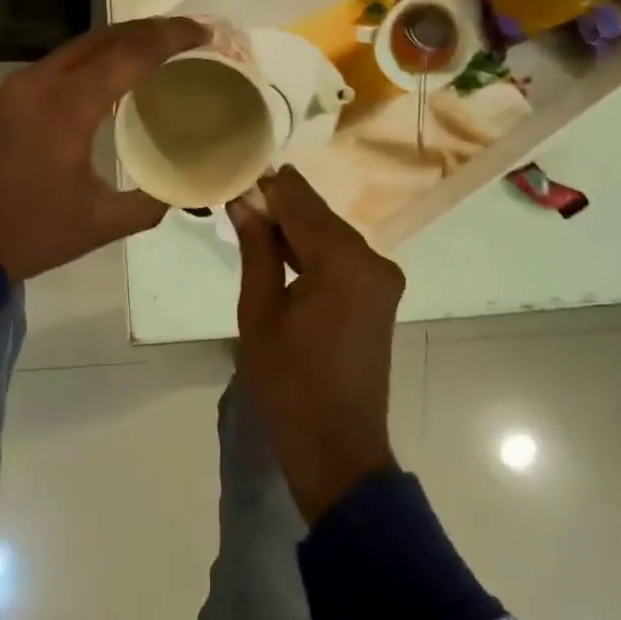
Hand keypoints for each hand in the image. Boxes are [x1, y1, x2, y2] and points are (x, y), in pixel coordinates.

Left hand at [0, 16, 208, 281]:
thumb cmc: (32, 232)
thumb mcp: (102, 223)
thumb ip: (151, 201)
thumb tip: (184, 189)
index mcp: (67, 106)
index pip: (129, 55)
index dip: (171, 38)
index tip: (204, 32)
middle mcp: (40, 82)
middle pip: (103, 38)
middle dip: (148, 29)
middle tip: (187, 34)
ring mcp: (17, 86)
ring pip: (78, 47)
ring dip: (119, 42)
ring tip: (156, 49)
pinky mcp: (5, 97)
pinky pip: (58, 65)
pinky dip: (92, 60)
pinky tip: (111, 75)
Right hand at [228, 166, 406, 523]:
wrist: (337, 447)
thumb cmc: (288, 383)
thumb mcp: (259, 313)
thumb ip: (256, 250)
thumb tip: (245, 202)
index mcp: (344, 261)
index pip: (301, 204)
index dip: (269, 186)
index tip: (238, 172)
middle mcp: (372, 259)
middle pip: (320, 216)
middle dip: (281, 205)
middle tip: (239, 195)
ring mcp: (382, 278)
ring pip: (331, 235)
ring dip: (295, 227)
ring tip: (251, 218)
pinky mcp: (379, 294)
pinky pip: (341, 257)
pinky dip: (312, 250)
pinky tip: (281, 249)